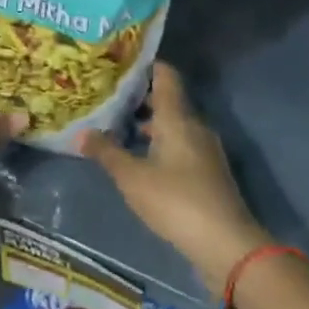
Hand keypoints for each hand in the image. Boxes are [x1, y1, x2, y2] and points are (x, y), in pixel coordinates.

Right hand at [80, 63, 270, 291]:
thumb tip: (82, 132)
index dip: (145, 66)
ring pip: (174, 125)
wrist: (226, 245)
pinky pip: (181, 146)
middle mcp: (194, 126)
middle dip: (140, 98)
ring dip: (150, 125)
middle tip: (109, 98)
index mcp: (177, 118)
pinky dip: (161, 145)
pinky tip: (142, 160)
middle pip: (168, 101)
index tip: (120, 64)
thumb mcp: (133, 178)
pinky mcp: (208, 173)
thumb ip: (107, 153)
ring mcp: (205, 150)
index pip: (165, 76)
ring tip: (119, 128)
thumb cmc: (176, 201)